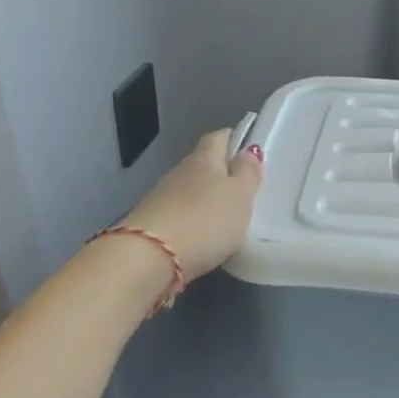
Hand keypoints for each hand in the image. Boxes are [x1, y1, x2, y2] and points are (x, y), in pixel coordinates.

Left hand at [117, 130, 263, 282]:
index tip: (248, 147)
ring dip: (206, 196)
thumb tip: (249, 149)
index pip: (218, 137)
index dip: (233, 138)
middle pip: (203, 163)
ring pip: (190, 189)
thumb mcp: (239, 196)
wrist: (149, 259)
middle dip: (221, 170)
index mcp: (204, 159)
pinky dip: (194, 218)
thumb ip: (247, 173)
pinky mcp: (153, 225)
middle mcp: (180, 173)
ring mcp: (162, 199)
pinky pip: (180, 214)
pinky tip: (205, 232)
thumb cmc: (204, 221)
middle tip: (244, 185)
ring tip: (227, 212)